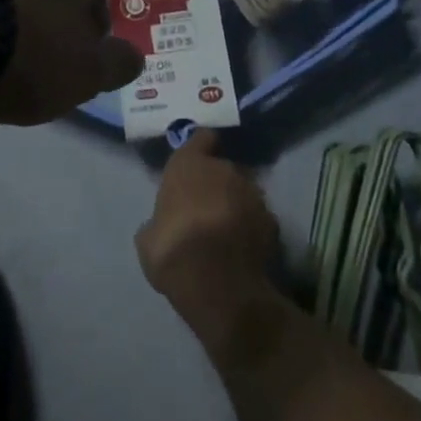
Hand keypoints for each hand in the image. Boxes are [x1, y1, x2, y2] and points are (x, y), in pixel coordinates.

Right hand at [135, 130, 279, 323]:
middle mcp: (224, 170)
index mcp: (189, 165)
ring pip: (244, 192)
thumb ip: (158, 221)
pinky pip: (260, 218)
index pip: (201, 138)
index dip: (200, 146)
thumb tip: (160, 225)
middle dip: (218, 184)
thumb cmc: (172, 249)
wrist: (217, 282)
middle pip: (223, 168)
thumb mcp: (148, 237)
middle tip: (206, 208)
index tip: (198, 158)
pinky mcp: (272, 221)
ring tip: (227, 231)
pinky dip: (253, 228)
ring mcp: (253, 194)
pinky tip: (243, 248)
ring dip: (236, 204)